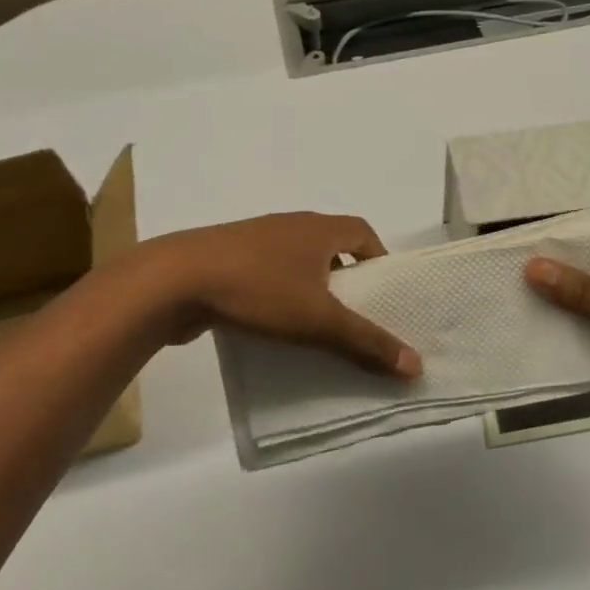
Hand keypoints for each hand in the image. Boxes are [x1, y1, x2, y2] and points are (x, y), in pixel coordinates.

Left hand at [144, 213, 421, 376]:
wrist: (173, 281)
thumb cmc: (257, 289)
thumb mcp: (319, 320)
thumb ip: (367, 342)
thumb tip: (416, 364)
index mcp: (317, 228)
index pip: (362, 232)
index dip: (379, 258)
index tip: (384, 291)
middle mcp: (290, 226)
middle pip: (331, 245)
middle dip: (347, 277)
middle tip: (356, 314)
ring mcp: (255, 240)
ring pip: (296, 260)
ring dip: (311, 286)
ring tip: (317, 325)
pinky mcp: (226, 259)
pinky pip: (266, 272)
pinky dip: (279, 293)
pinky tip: (273, 325)